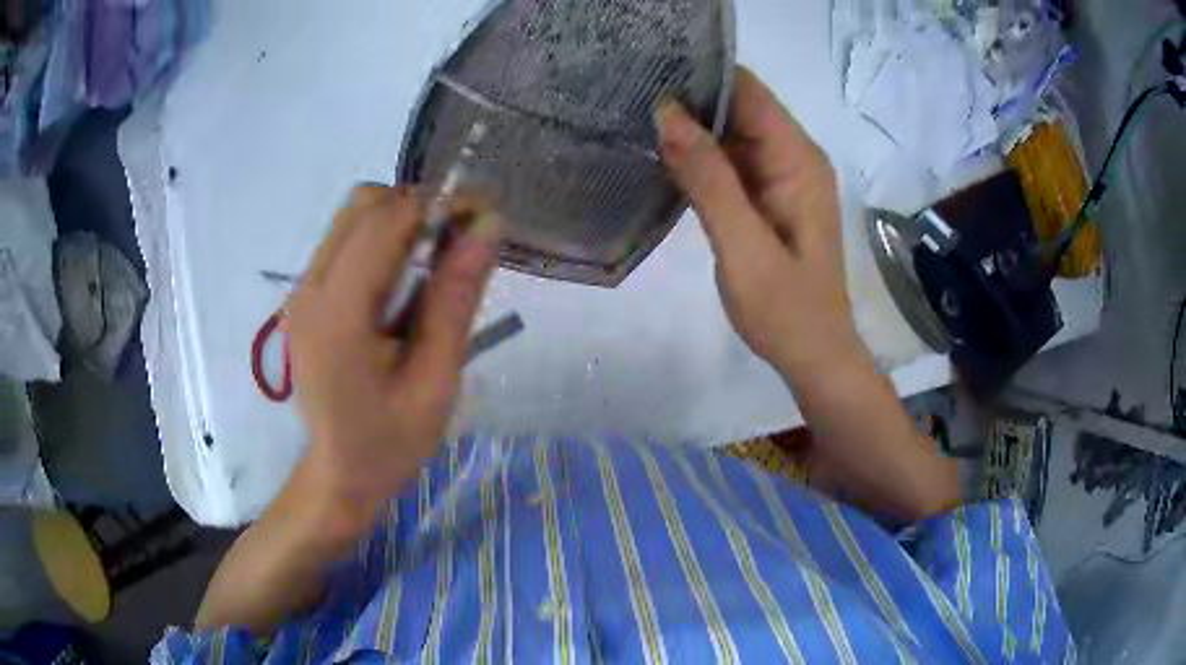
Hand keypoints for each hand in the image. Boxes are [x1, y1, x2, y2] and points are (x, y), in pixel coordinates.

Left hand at [284, 185, 499, 519]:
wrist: (339, 472)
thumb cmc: (391, 440)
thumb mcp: (436, 380)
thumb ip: (456, 299)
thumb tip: (488, 225)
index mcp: (339, 315)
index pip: (386, 221)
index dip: (439, 204)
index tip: (483, 216)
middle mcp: (310, 289)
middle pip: (363, 204)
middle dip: (418, 208)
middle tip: (458, 243)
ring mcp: (301, 290)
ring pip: (352, 215)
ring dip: (398, 220)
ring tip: (432, 262)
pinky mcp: (304, 295)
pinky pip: (343, 239)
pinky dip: (380, 239)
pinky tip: (402, 280)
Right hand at [657, 67, 865, 379]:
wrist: (814, 356)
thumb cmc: (786, 309)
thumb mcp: (743, 245)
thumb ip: (708, 179)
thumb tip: (666, 113)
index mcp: (797, 159)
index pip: (748, 92)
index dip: (701, 76)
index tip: (648, 72)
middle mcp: (794, 157)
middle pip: (739, 108)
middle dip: (689, 100)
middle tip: (627, 98)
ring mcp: (782, 178)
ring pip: (732, 134)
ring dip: (690, 129)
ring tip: (632, 120)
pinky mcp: (770, 198)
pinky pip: (732, 164)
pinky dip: (700, 159)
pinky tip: (662, 158)